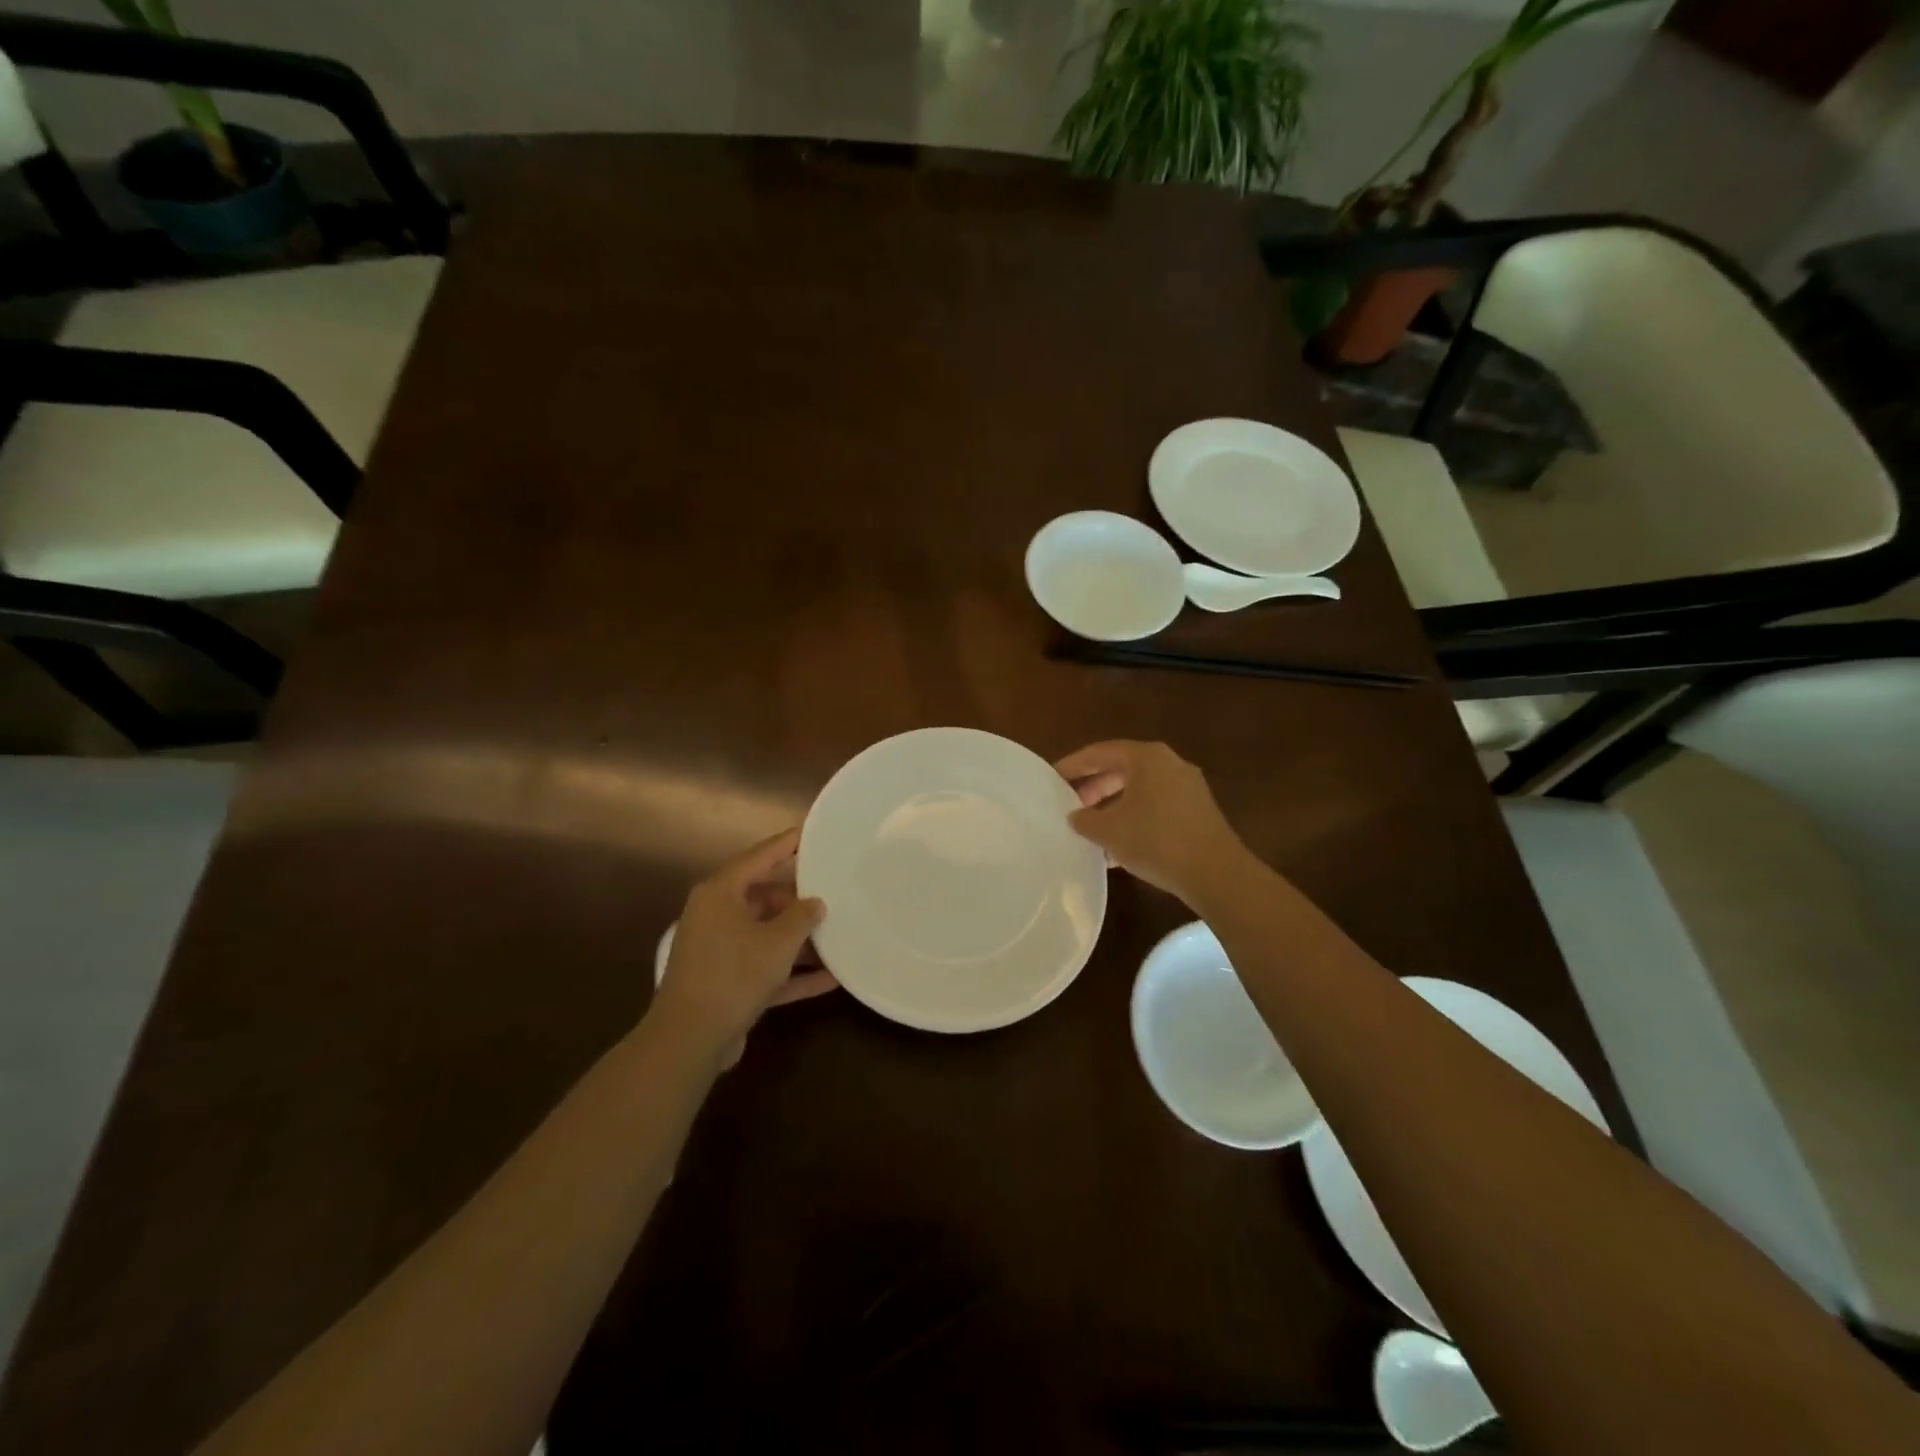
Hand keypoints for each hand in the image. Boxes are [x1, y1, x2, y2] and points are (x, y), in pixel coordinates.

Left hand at [651, 827, 836, 1061]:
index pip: (758, 857)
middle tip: (834, 892)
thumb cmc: (734, 973)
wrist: (689, 1039)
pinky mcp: (725, 982)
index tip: (810, 832)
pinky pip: (764, 967)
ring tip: (838, 935)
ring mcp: (719, 950)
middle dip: (799, 900)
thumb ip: (802, 917)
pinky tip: (830, 979)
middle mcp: (716, 915)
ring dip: (799, 940)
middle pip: (764, 897)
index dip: (786, 844)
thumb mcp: (778, 941)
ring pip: (766, 934)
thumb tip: (815, 903)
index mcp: (720, 893)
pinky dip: (792, 972)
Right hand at [1055, 740, 1247, 901]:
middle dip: (1095, 786)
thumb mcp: (1109, 831)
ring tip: (1092, 828)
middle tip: (1072, 804)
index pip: (1101, 752)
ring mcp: (1188, 787)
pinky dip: (1134, 818)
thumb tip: (1076, 816)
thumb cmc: (1156, 840)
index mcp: (1147, 758)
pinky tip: (1118, 846)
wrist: (1216, 873)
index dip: (1074, 765)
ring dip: (1113, 806)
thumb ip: (1085, 819)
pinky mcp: (1197, 812)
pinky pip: (1156, 806)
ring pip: (1140, 790)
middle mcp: (1170, 764)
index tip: (1053, 777)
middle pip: (1122, 769)